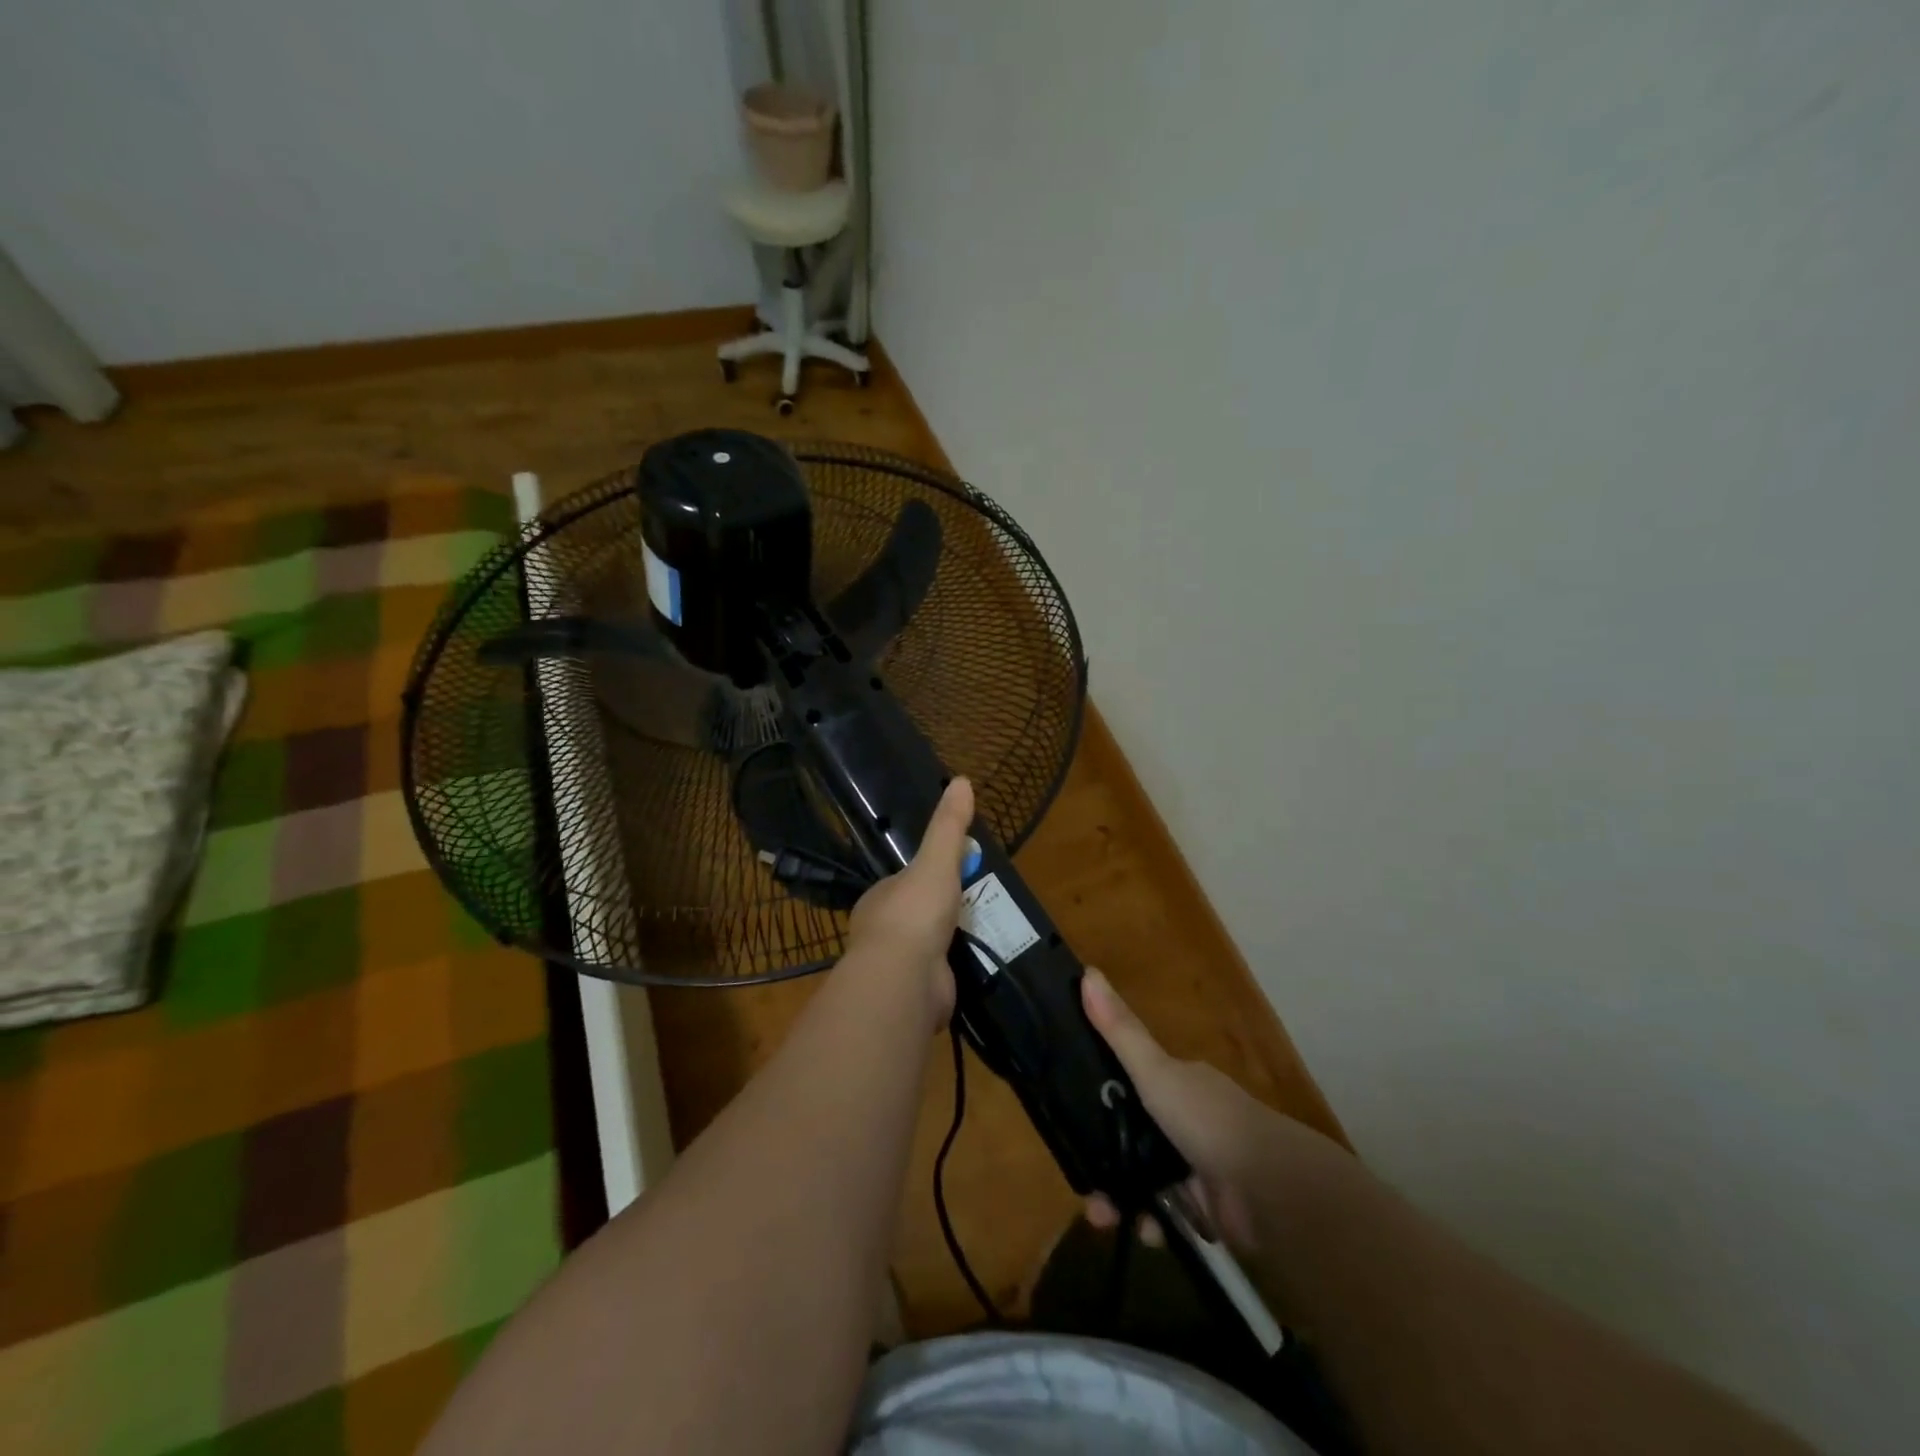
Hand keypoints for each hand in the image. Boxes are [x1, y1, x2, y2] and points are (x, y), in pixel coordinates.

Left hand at [844, 777, 974, 1022]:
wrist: (904, 981)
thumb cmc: (914, 913)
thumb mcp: (936, 861)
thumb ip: (948, 826)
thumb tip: (962, 780)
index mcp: (880, 899)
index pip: (904, 882)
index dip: (928, 876)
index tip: (954, 874)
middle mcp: (882, 932)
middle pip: (915, 915)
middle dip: (940, 912)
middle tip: (976, 905)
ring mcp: (897, 966)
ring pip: (926, 948)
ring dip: (948, 943)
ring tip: (981, 935)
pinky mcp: (914, 995)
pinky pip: (937, 977)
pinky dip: (953, 972)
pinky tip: (974, 967)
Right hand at [1080, 968, 1350, 1255]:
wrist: (1270, 1192)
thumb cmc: (1207, 1119)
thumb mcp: (1155, 1070)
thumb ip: (1120, 1030)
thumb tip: (1087, 972)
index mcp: (1180, 1082)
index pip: (1131, 1084)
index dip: (1101, 1101)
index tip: (1071, 1121)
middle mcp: (1189, 1120)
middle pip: (1133, 1137)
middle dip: (1106, 1161)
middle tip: (1086, 1188)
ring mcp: (1199, 1165)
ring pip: (1145, 1179)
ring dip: (1122, 1199)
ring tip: (1105, 1218)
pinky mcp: (1208, 1209)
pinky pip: (1167, 1215)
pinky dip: (1152, 1224)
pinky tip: (1144, 1232)